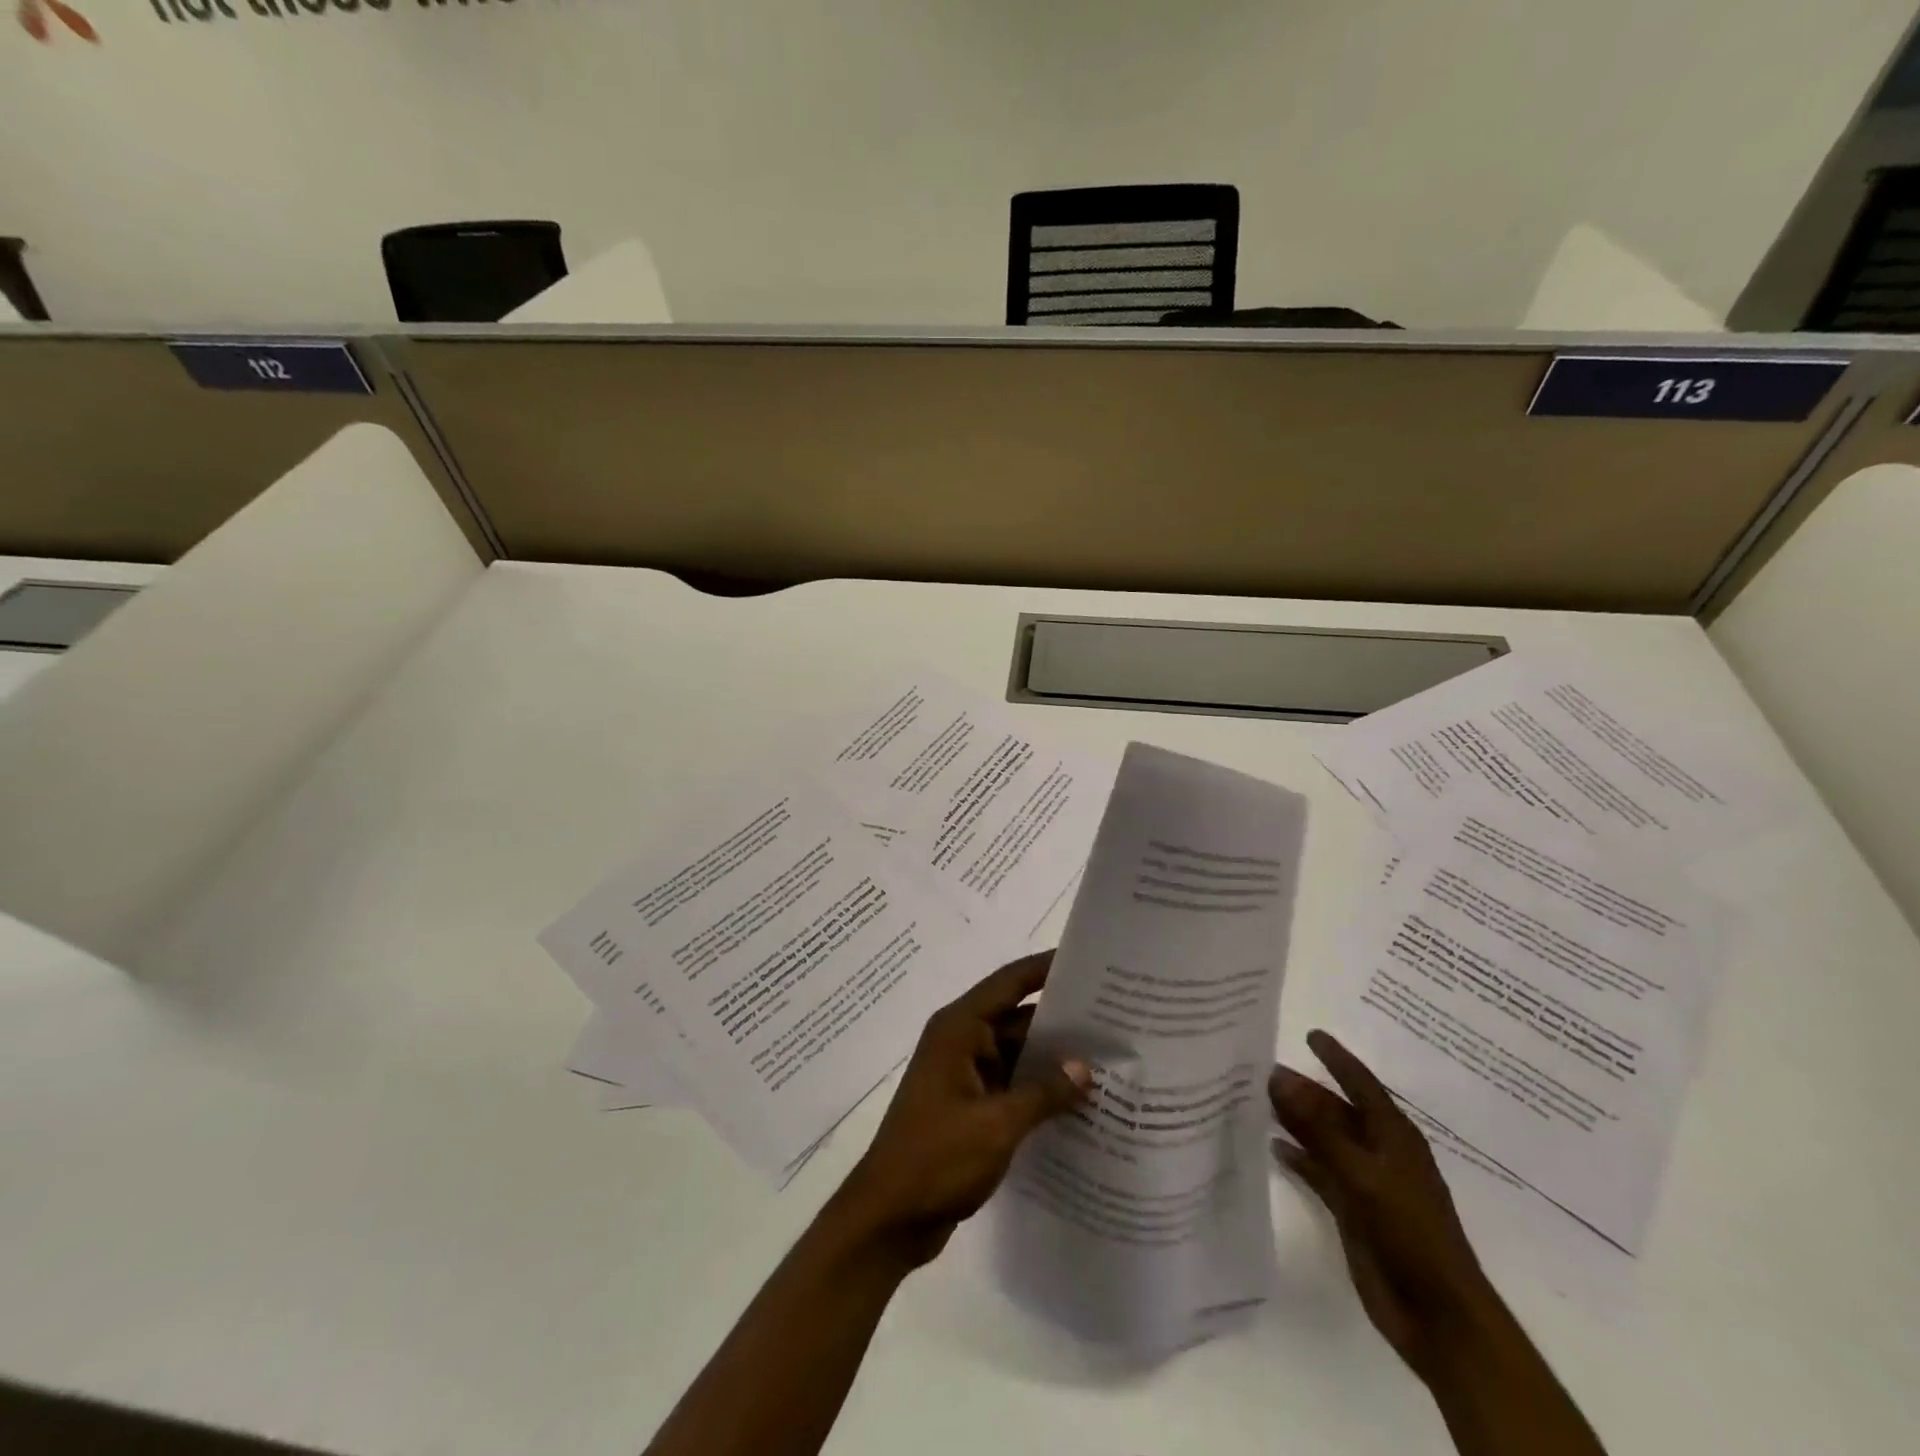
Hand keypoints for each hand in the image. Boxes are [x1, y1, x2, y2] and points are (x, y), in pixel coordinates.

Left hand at [833, 951, 1091, 1268]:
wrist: (888, 1218)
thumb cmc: (936, 1158)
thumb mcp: (997, 1125)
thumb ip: (1044, 1092)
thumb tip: (1085, 1068)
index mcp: (959, 1029)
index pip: (1008, 983)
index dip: (1045, 968)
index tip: (1086, 960)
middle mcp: (960, 1042)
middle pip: (1015, 1017)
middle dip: (1059, 1019)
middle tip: (1113, 1017)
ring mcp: (964, 1075)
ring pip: (1016, 1052)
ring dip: (1051, 1058)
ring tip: (1107, 1058)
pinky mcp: (969, 1106)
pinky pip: (1011, 1083)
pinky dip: (1038, 1087)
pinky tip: (1078, 1101)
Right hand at [1270, 1030, 1497, 1382]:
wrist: (1438, 1316)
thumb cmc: (1409, 1233)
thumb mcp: (1362, 1173)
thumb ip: (1318, 1127)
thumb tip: (1278, 1075)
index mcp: (1394, 1135)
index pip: (1360, 1083)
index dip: (1336, 1058)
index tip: (1309, 1034)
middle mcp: (1379, 1151)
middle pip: (1336, 1109)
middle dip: (1304, 1089)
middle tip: (1262, 1067)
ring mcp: (1366, 1182)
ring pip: (1325, 1139)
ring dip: (1296, 1120)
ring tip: (1258, 1099)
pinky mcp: (1352, 1210)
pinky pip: (1320, 1172)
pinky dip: (1299, 1158)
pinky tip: (1273, 1146)